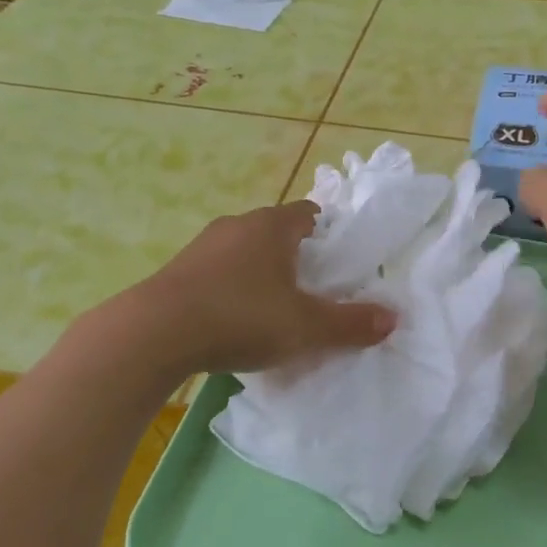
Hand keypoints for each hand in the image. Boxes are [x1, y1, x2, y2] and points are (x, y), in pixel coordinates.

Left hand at [132, 201, 396, 374]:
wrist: (154, 333)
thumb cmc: (241, 318)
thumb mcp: (306, 327)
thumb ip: (351, 323)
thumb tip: (392, 318)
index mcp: (272, 227)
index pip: (309, 213)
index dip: (328, 233)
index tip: (338, 262)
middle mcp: (237, 225)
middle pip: (277, 231)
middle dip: (296, 255)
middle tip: (312, 289)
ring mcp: (203, 246)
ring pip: (244, 251)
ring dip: (261, 272)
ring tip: (273, 308)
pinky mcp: (178, 270)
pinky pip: (218, 271)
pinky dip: (232, 287)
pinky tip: (233, 319)